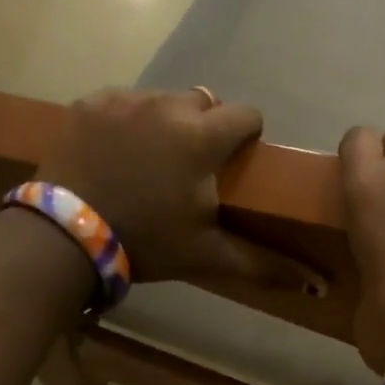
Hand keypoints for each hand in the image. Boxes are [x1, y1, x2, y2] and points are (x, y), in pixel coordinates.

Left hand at [39, 89, 319, 291]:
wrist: (64, 239)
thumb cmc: (147, 243)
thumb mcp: (209, 255)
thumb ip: (266, 265)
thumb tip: (320, 285)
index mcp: (203, 137)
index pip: (247, 114)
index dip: (247, 135)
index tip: (236, 161)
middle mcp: (168, 106)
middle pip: (205, 102)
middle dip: (206, 127)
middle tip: (192, 166)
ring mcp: (124, 100)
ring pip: (164, 99)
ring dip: (167, 122)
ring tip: (152, 159)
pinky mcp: (90, 103)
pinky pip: (123, 101)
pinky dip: (128, 120)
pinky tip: (117, 151)